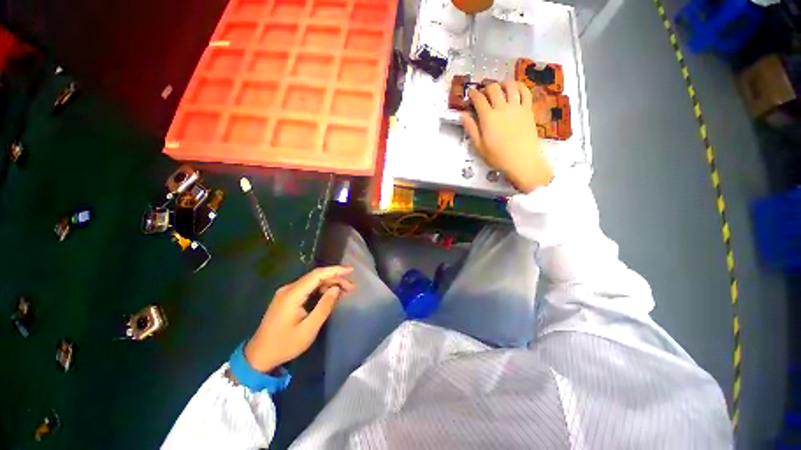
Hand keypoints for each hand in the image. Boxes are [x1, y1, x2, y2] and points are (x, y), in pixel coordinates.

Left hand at [244, 266, 354, 372]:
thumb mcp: (308, 329)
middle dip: (335, 279)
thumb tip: (336, 289)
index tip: (351, 270)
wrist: (258, 356)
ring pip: (313, 282)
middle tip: (351, 287)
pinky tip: (331, 295)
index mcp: (292, 294)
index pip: (317, 275)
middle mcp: (289, 289)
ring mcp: (287, 293)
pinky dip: (321, 289)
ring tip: (345, 291)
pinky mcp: (287, 298)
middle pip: (316, 277)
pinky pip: (308, 288)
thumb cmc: (284, 345)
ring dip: (329, 284)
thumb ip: (324, 307)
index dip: (335, 270)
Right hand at [461, 81, 553, 192]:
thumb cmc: (497, 157)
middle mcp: (502, 108)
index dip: (473, 94)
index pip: (479, 99)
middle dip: (486, 88)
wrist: (522, 161)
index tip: (470, 93)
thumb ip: (471, 129)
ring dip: (502, 84)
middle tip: (483, 93)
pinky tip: (515, 89)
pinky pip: (525, 92)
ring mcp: (517, 107)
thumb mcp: (479, 146)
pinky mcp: (528, 110)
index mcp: (488, 118)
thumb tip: (463, 115)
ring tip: (499, 88)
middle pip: (493, 89)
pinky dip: (519, 87)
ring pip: (510, 86)